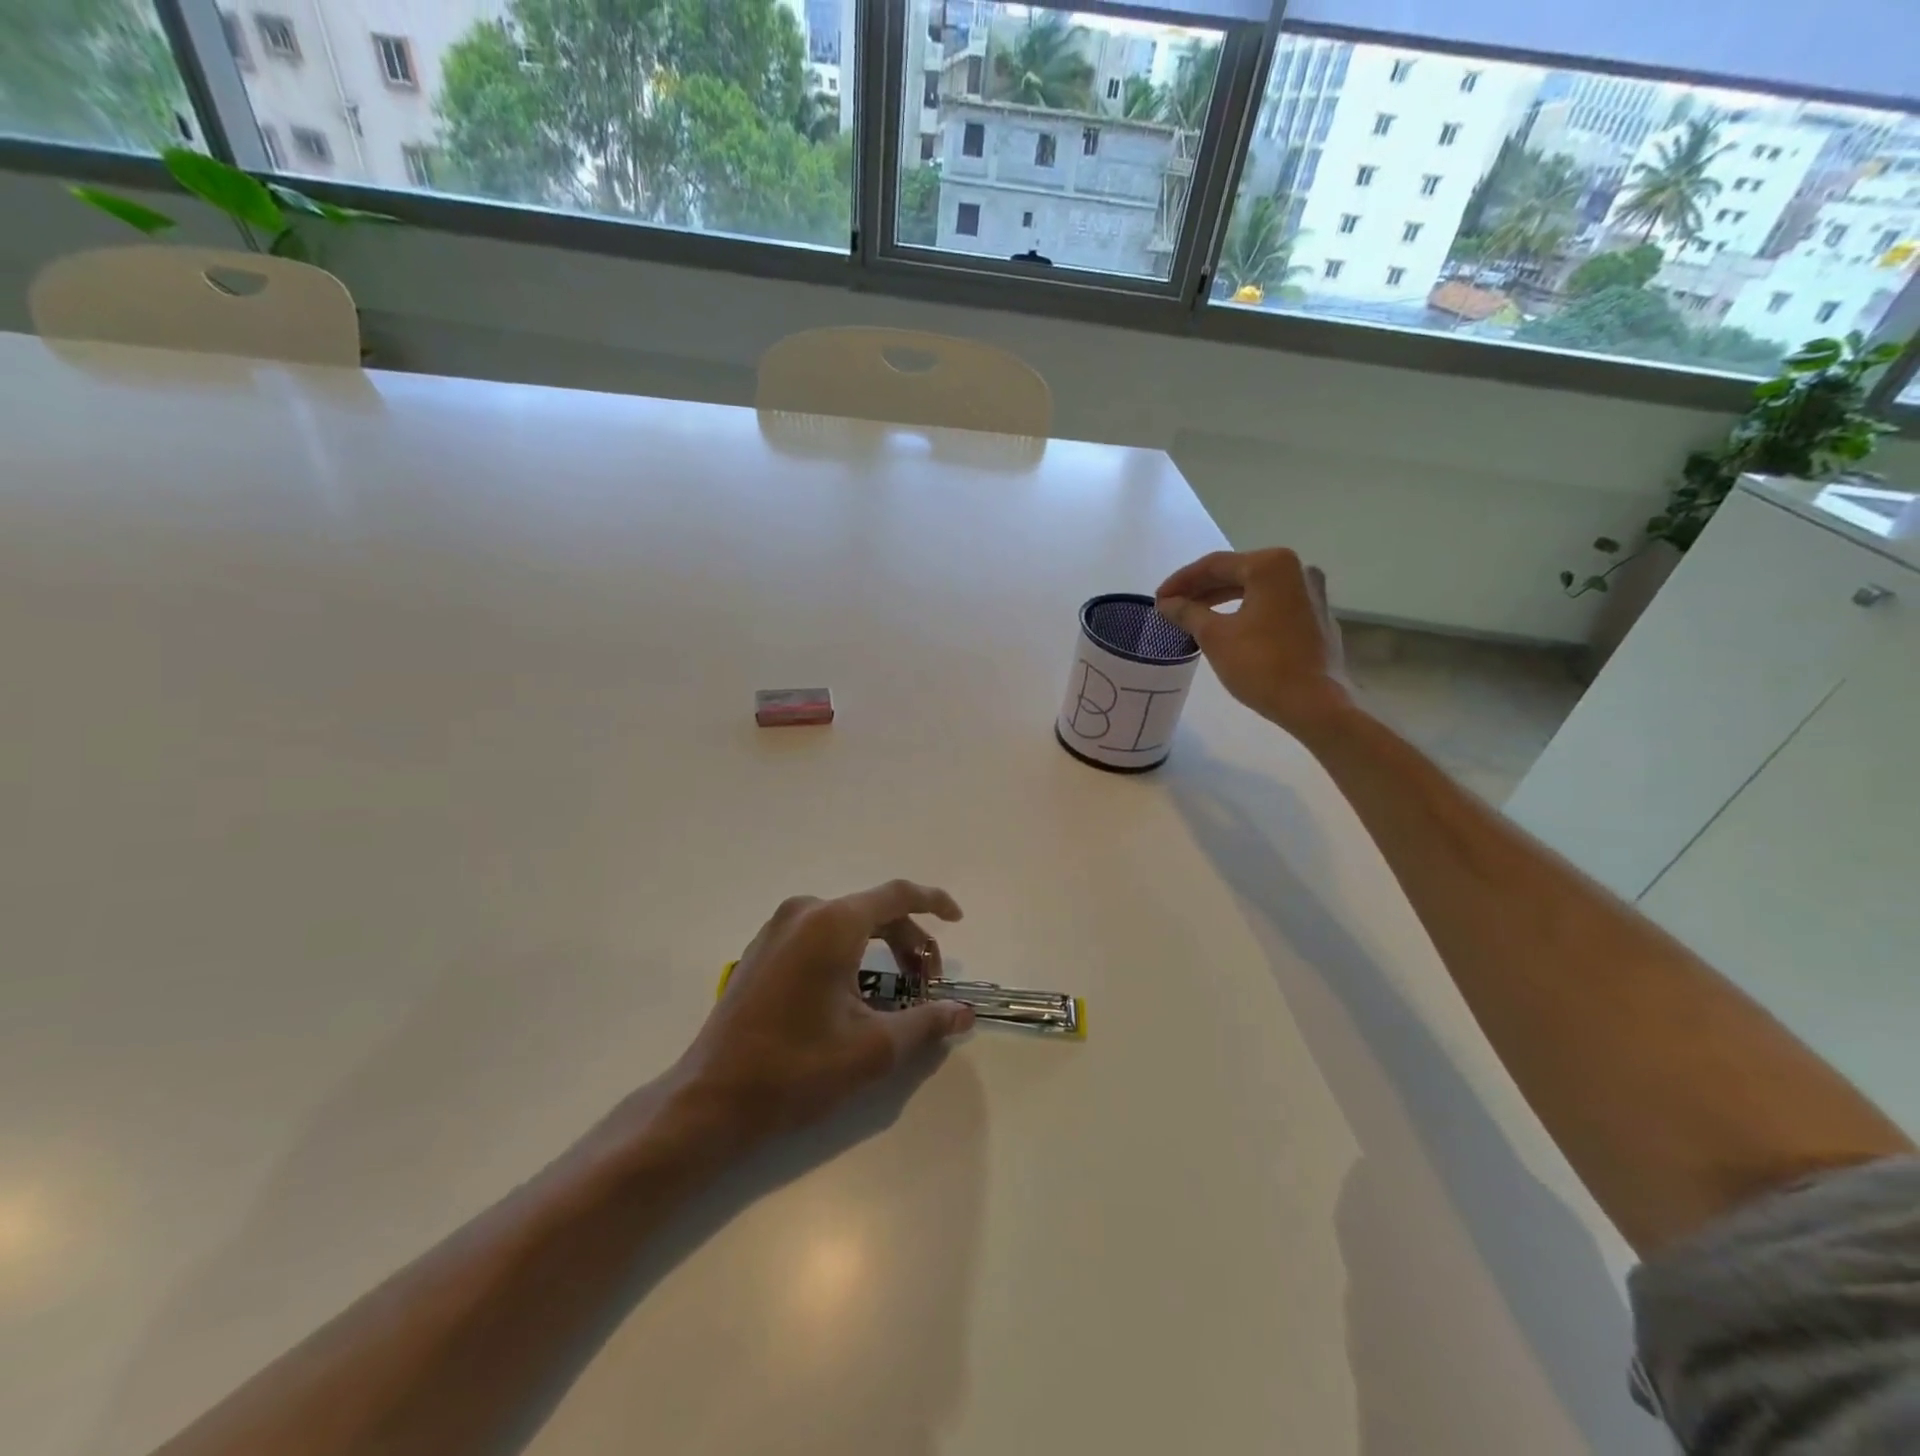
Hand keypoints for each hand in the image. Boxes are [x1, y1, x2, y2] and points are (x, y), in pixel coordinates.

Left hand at [673, 881, 972, 1144]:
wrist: (712, 1099)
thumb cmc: (797, 1068)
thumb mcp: (873, 1048)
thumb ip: (926, 1022)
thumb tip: (963, 1012)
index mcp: (832, 923)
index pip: (897, 895)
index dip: (934, 902)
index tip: (958, 920)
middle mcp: (804, 912)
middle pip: (873, 911)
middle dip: (909, 942)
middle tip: (928, 985)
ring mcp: (777, 929)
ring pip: (846, 924)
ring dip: (880, 949)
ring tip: (896, 993)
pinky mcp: (762, 950)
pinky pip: (819, 936)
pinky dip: (848, 953)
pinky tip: (855, 994)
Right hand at [1155, 548, 1351, 735]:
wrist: (1314, 704)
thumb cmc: (1261, 665)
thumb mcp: (1215, 636)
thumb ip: (1187, 613)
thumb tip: (1167, 603)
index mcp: (1271, 565)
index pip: (1215, 565)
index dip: (1181, 581)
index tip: (1158, 599)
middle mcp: (1296, 570)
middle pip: (1237, 573)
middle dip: (1201, 590)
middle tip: (1171, 607)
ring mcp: (1311, 593)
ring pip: (1255, 589)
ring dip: (1221, 600)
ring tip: (1193, 617)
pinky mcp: (1316, 617)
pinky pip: (1272, 605)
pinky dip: (1246, 611)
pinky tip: (1228, 628)